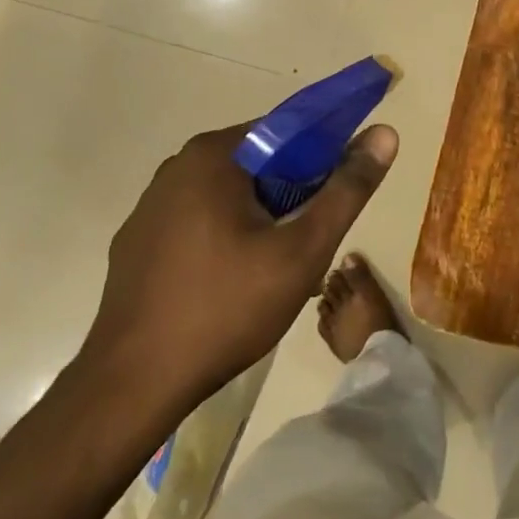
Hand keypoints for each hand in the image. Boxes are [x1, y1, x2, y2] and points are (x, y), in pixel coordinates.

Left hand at [80, 121, 397, 416]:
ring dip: (263, 219)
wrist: (133, 386)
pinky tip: (236, 284)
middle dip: (294, 195)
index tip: (340, 195)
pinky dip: (227, 238)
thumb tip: (385, 133)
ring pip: (230, 196)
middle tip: (312, 242)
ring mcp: (151, 207)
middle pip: (258, 164)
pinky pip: (199, 222)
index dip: (325, 155)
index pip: (287, 131)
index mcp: (213, 156)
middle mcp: (177, 168)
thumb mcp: (304, 250)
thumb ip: (348, 189)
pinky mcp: (138, 243)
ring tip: (280, 269)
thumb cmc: (227, 308)